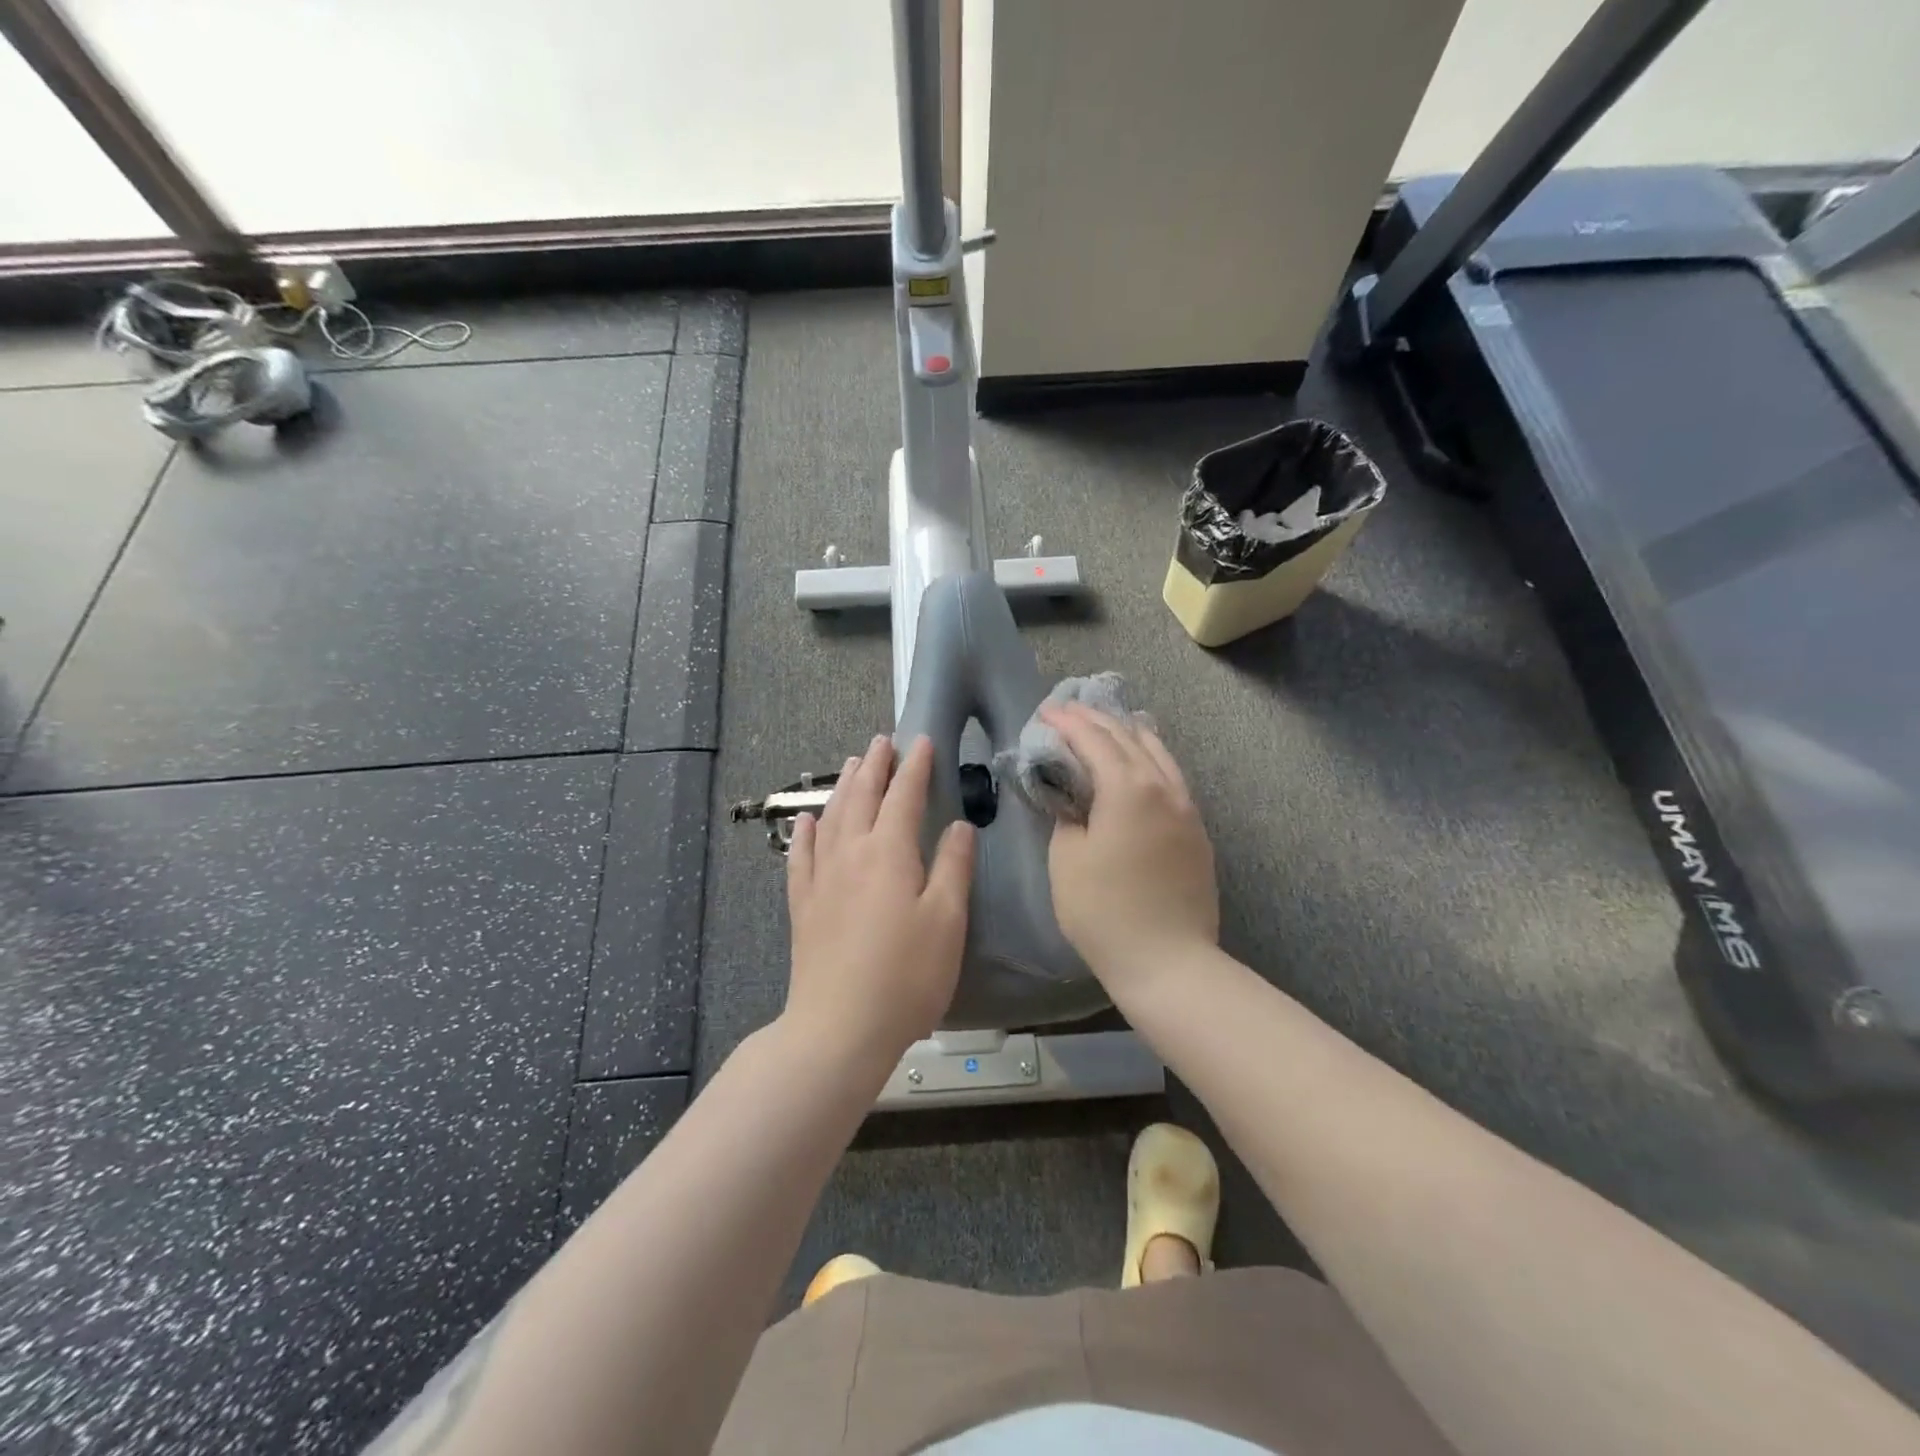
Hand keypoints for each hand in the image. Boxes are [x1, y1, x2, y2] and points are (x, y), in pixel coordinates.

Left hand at [784, 734, 974, 1071]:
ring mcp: (821, 878)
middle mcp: (851, 853)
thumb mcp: (946, 920)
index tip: (921, 741)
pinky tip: (806, 819)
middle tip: (883, 741)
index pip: (904, 796)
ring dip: (843, 786)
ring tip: (852, 764)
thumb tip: (958, 826)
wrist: (839, 1027)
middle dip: (875, 766)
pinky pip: (801, 855)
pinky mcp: (803, 904)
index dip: (914, 767)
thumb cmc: (906, 975)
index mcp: (889, 853)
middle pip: (862, 797)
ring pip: (832, 817)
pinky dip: (805, 831)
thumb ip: (953, 867)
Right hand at [1040, 702, 1217, 996]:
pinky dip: (1151, 757)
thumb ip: (1068, 817)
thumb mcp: (1067, 859)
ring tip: (1109, 723)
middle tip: (1069, 711)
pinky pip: (1172, 776)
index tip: (1046, 712)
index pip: (1094, 740)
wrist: (1169, 962)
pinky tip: (1143, 761)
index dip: (1068, 722)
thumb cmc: (1104, 911)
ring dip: (1129, 732)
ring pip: (1159, 753)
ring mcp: (1187, 808)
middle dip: (1096, 720)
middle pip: (1129, 737)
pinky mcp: (1197, 831)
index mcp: (1127, 788)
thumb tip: (1076, 802)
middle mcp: (1163, 787)